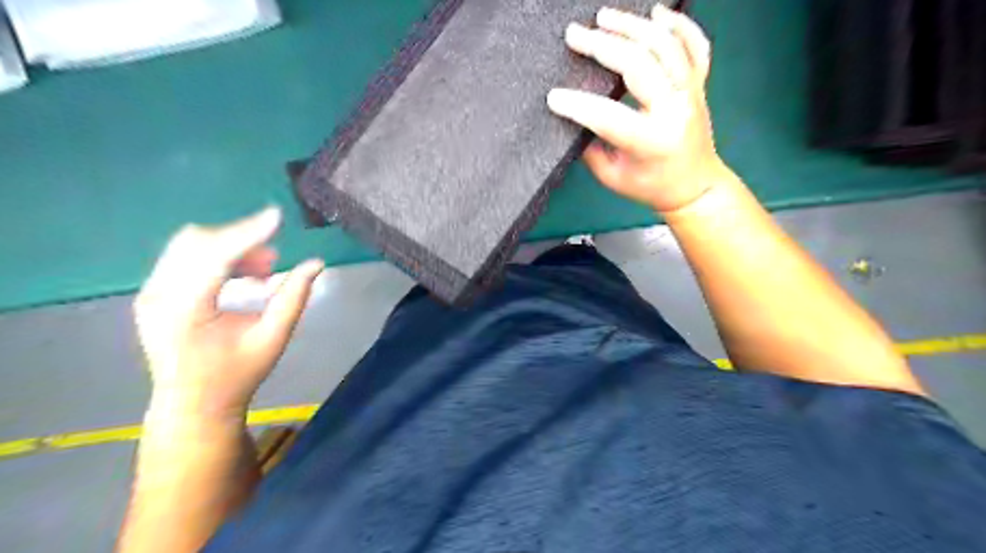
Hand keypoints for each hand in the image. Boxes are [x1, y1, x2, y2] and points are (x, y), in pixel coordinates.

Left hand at [134, 207, 324, 418]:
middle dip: (240, 240)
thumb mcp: (273, 339)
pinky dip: (218, 257)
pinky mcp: (154, 294)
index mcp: (185, 310)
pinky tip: (243, 276)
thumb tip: (316, 264)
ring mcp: (151, 293)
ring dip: (230, 248)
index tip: (277, 216)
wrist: (193, 404)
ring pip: (189, 245)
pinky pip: (185, 258)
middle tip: (274, 260)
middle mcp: (159, 296)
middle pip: (196, 242)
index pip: (215, 256)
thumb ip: (294, 298)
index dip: (248, 233)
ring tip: (263, 271)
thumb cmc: (237, 375)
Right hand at [547, 4, 720, 213]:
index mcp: (651, 141)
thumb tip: (572, 119)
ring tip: (604, 16)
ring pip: (666, 45)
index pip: (608, 116)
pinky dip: (678, 24)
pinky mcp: (699, 84)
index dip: (577, 105)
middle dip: (602, 46)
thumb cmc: (651, 186)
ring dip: (632, 26)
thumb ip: (591, 148)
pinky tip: (656, 12)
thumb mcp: (613, 177)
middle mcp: (675, 110)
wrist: (695, 186)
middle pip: (639, 65)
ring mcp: (691, 92)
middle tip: (574, 35)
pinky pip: (695, 45)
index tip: (553, 97)